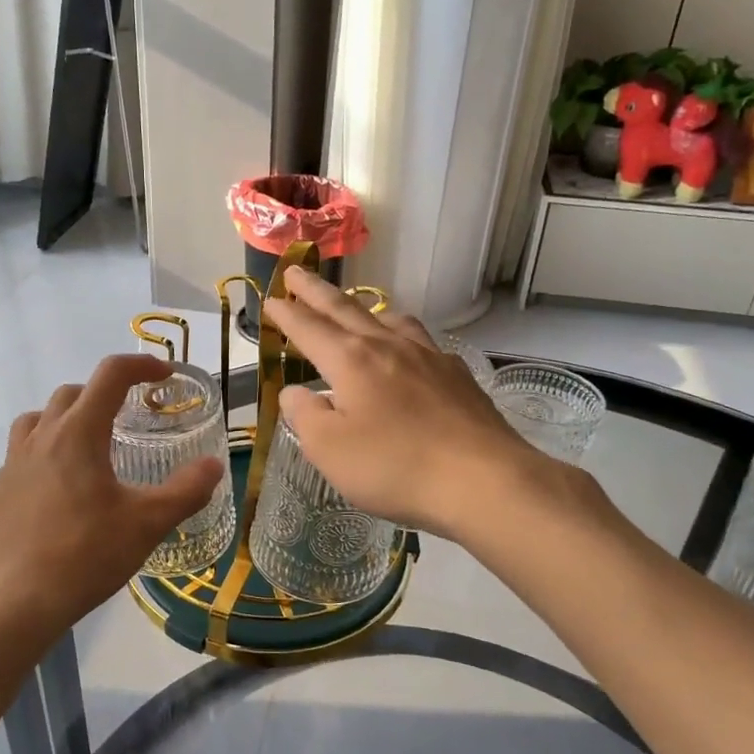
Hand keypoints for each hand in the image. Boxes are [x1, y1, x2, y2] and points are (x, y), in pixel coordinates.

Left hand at [0, 354, 224, 645]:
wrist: (11, 603)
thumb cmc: (83, 555)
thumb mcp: (147, 524)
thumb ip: (185, 491)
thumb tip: (214, 466)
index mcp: (78, 433)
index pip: (111, 375)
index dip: (141, 365)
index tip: (165, 375)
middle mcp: (42, 437)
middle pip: (73, 392)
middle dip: (105, 392)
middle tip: (131, 416)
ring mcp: (13, 463)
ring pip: (39, 417)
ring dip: (67, 416)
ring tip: (90, 444)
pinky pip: (23, 452)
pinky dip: (46, 449)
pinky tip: (62, 487)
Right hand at [264, 268, 612, 540]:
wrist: (483, 480)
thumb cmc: (395, 466)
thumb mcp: (329, 450)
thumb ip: (305, 415)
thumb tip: (295, 393)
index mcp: (351, 360)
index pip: (309, 328)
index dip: (286, 314)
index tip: (270, 299)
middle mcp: (388, 346)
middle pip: (345, 309)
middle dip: (315, 291)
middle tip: (296, 273)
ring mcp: (428, 356)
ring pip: (389, 319)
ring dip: (363, 309)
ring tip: (354, 309)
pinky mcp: (457, 375)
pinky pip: (420, 341)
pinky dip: (401, 336)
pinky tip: (407, 353)